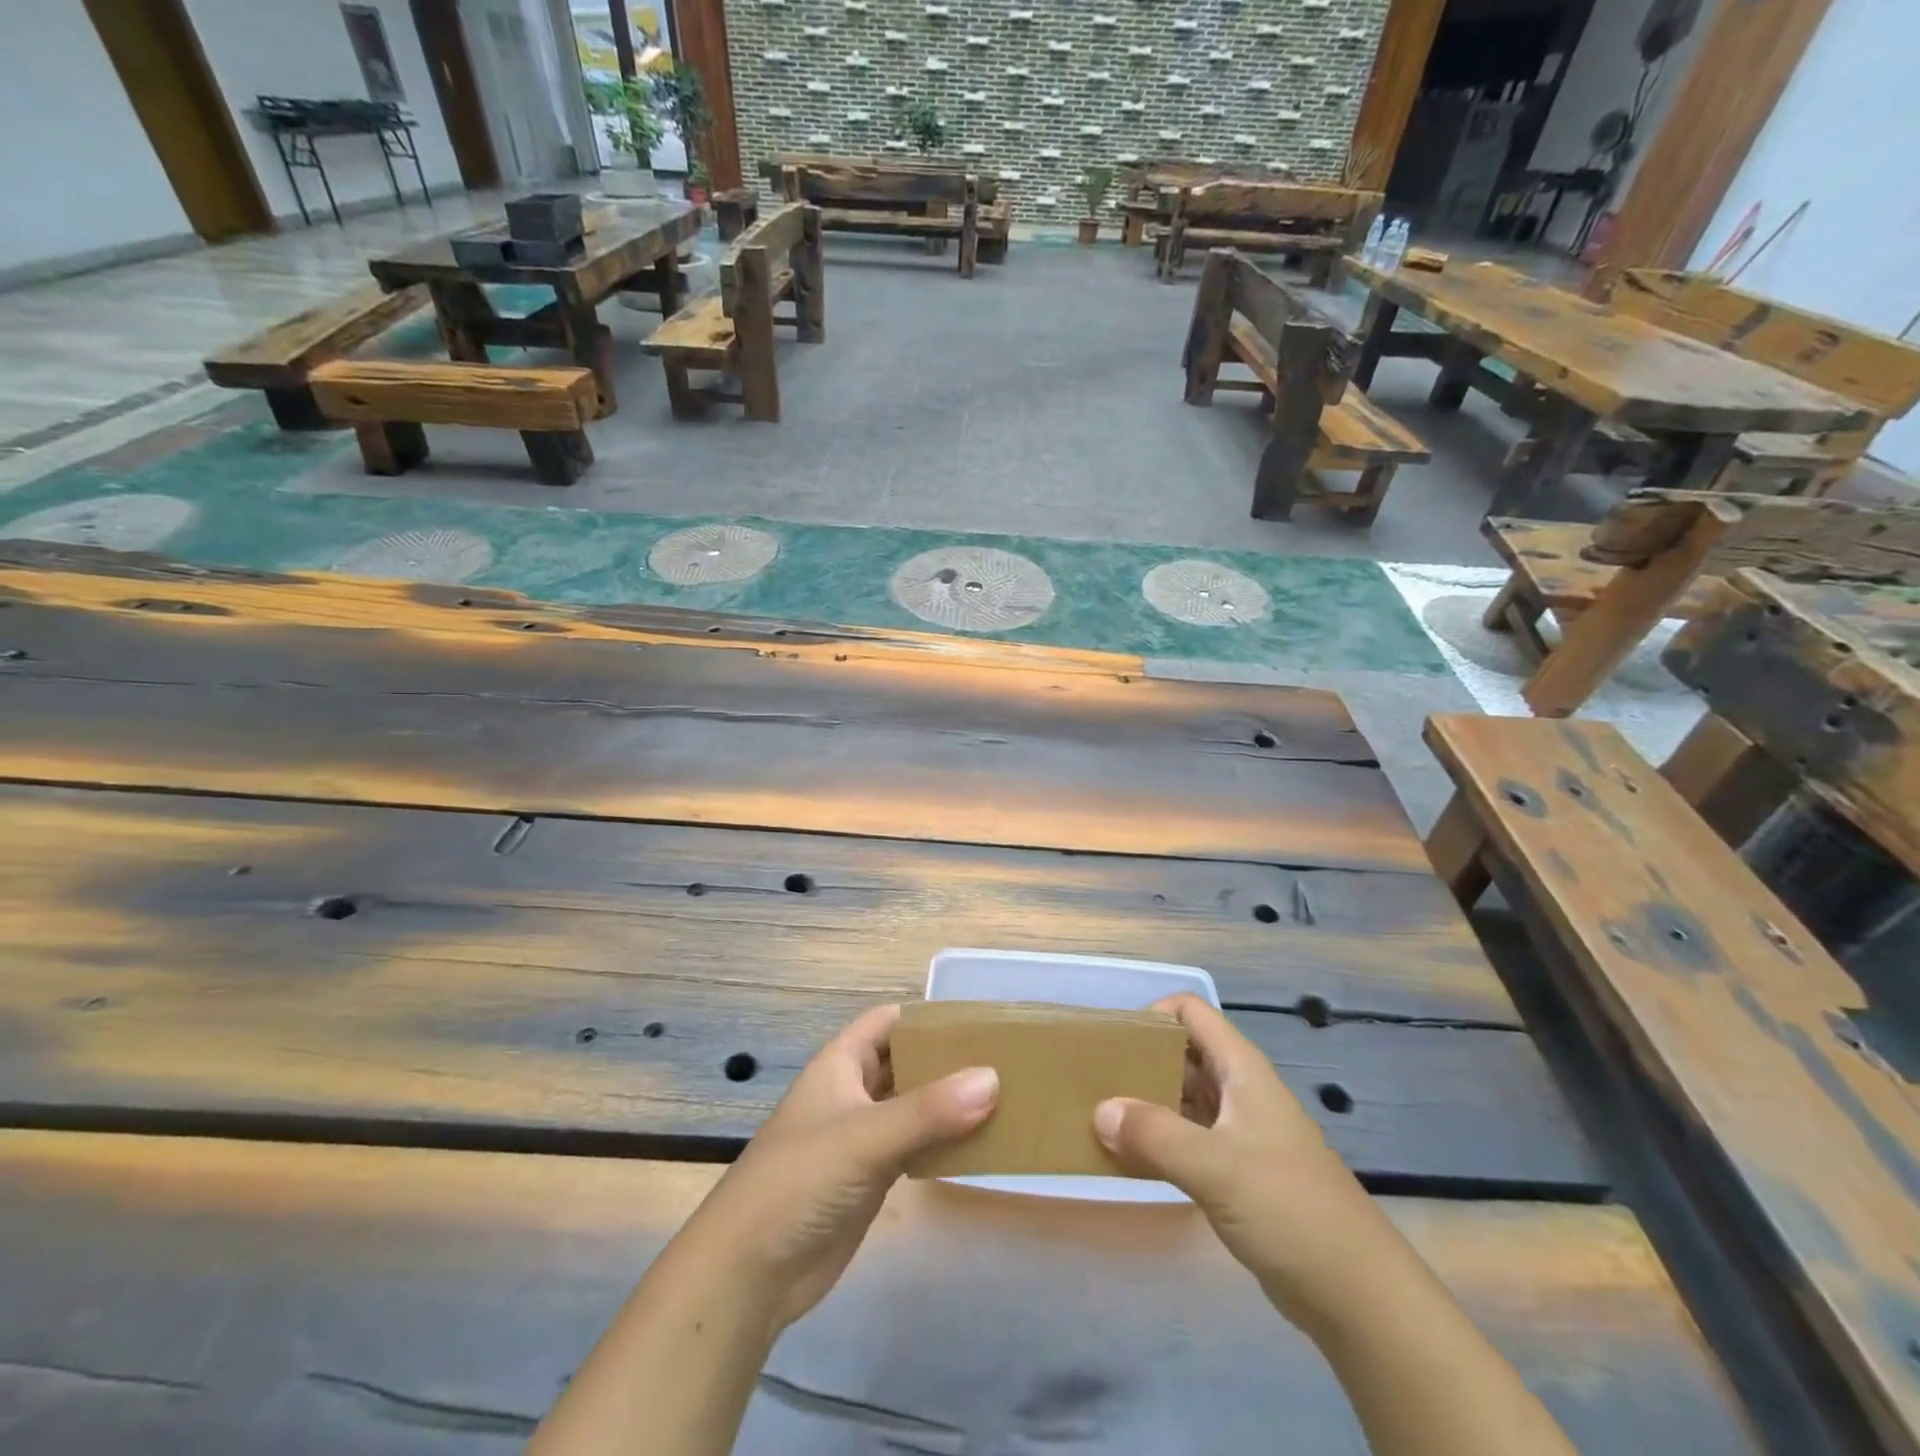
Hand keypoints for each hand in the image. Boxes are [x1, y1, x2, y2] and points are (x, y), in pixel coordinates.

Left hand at [677, 1004, 998, 1335]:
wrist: (749, 1271)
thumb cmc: (800, 1181)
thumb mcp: (865, 1137)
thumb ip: (929, 1110)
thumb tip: (992, 1078)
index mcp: (840, 1063)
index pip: (888, 1021)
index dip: (927, 1016)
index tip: (978, 1020)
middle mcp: (852, 1092)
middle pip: (904, 1061)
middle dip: (946, 1059)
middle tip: (1003, 1059)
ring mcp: (861, 1136)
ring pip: (912, 1105)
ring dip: (948, 1102)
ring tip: (1004, 1097)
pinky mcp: (870, 1177)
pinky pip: (914, 1146)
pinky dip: (942, 1142)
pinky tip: (979, 1144)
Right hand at [1093, 994, 1390, 1330]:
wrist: (1357, 1292)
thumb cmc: (1288, 1208)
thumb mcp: (1216, 1166)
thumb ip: (1154, 1135)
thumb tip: (1099, 1111)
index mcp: (1241, 1069)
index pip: (1191, 1012)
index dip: (1152, 1016)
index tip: (1115, 1044)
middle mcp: (1240, 1090)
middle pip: (1183, 1053)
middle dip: (1141, 1061)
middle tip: (1097, 1082)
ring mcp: (1240, 1132)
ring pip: (1184, 1097)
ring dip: (1146, 1103)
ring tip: (1103, 1119)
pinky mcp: (1239, 1172)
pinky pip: (1189, 1139)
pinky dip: (1160, 1141)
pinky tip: (1131, 1159)